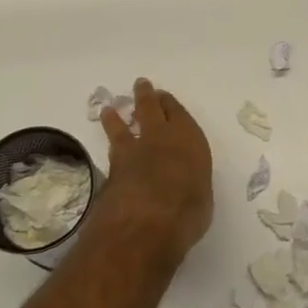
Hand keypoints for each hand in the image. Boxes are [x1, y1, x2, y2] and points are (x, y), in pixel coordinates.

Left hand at [95, 78, 212, 267]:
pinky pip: (111, 146)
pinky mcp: (112, 167)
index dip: (170, 105)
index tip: (164, 98)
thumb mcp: (201, 197)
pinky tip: (106, 142)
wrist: (147, 222)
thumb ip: (190, 183)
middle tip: (140, 86)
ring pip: (124, 125)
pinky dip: (108, 139)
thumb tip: (184, 185)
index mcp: (189, 140)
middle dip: (145, 96)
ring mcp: (133, 150)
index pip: (179, 115)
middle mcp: (161, 138)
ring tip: (109, 109)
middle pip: (151, 109)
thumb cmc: (188, 210)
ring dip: (117, 116)